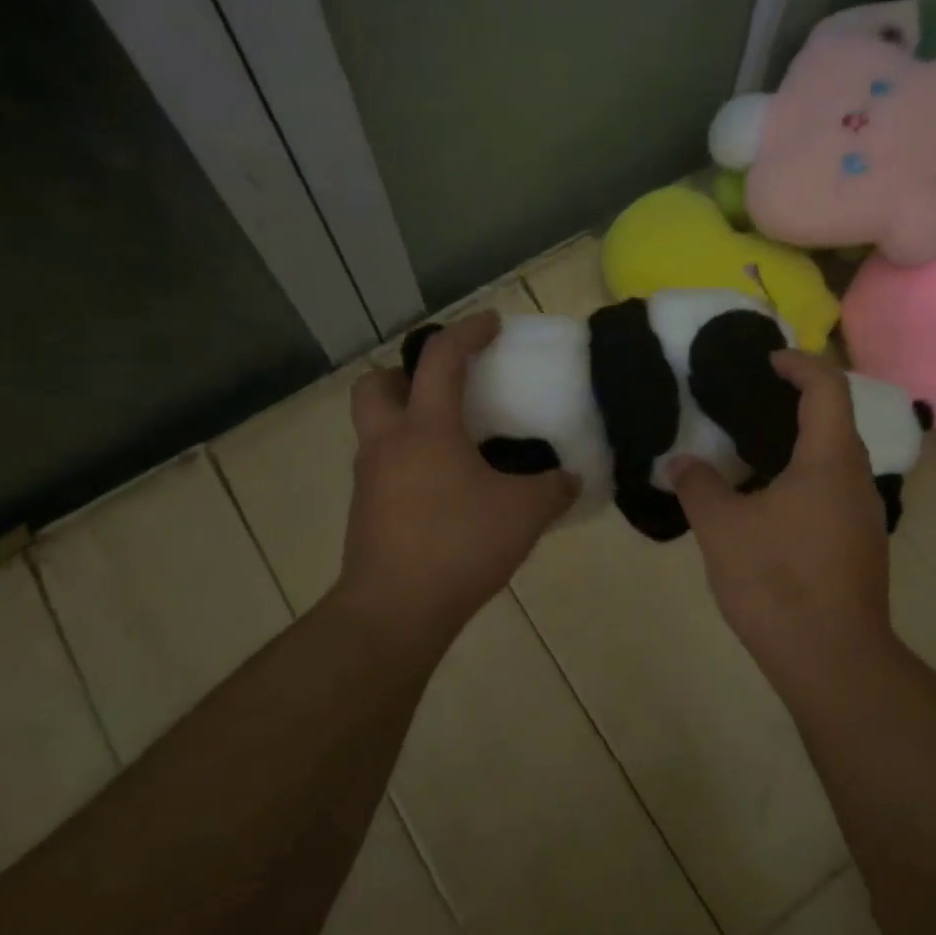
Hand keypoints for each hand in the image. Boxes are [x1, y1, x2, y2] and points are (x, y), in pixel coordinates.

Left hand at [336, 313, 576, 643]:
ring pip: (375, 428)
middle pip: (376, 385)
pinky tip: (444, 489)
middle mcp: (387, 443)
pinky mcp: (366, 512)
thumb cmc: (459, 546)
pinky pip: (383, 467)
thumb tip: (569, 478)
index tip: (491, 324)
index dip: (467, 333)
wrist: (396, 610)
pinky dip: (409, 461)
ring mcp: (369, 479)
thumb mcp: (524, 513)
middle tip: (444, 390)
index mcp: (425, 429)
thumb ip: (553, 488)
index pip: (440, 359)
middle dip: (405, 374)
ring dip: (406, 420)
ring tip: (453, 443)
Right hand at [671, 350, 893, 667]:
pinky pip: (834, 489)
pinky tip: (769, 500)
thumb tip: (680, 462)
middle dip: (796, 400)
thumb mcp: (722, 528)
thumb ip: (699, 486)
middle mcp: (858, 478)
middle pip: (836, 419)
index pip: (827, 387)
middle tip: (749, 401)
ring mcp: (865, 514)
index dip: (798, 363)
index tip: (765, 361)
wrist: (831, 658)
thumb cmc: (776, 580)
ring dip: (800, 441)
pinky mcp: (861, 544)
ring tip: (752, 448)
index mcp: (830, 460)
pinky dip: (805, 475)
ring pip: (836, 458)